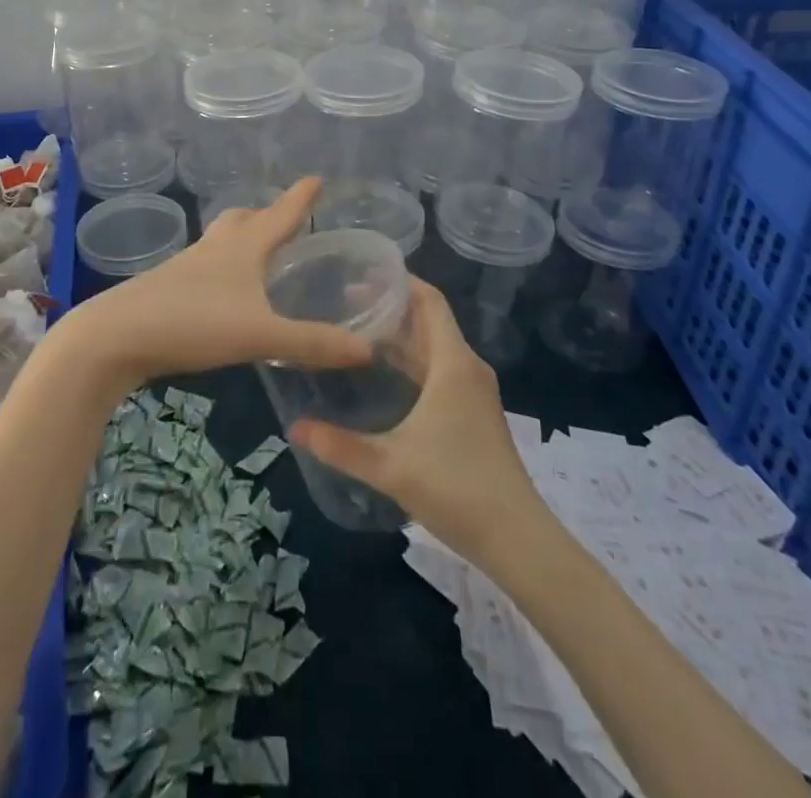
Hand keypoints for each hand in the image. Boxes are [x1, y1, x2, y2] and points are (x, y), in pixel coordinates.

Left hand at [76, 178, 372, 388]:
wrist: (115, 336)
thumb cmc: (192, 322)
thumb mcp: (260, 335)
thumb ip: (311, 343)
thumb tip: (367, 350)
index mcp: (242, 248)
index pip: (280, 215)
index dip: (301, 198)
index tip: (316, 178)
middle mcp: (215, 248)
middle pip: (244, 220)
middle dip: (266, 215)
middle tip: (284, 220)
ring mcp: (187, 267)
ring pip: (221, 242)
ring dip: (242, 240)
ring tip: (258, 254)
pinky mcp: (168, 288)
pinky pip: (205, 267)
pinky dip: (223, 269)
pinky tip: (225, 293)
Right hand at [289, 277, 539, 558]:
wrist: (517, 539)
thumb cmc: (456, 488)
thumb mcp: (390, 466)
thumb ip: (339, 445)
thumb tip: (293, 427)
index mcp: (452, 364)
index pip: (430, 301)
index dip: (400, 281)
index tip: (363, 271)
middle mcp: (466, 368)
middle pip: (429, 321)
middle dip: (391, 307)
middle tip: (344, 300)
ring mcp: (473, 391)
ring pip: (434, 347)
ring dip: (401, 335)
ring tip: (357, 329)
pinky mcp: (474, 412)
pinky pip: (440, 369)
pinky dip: (412, 360)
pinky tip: (385, 373)